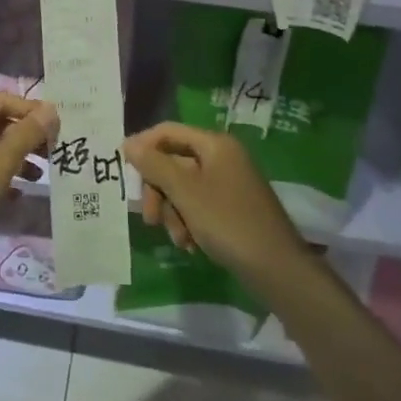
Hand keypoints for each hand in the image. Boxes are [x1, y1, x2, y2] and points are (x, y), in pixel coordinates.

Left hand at [0, 93, 56, 275]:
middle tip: (52, 151)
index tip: (56, 128)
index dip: (31, 110)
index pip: (2, 100)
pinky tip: (17, 192)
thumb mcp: (1, 163)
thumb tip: (50, 108)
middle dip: (25, 134)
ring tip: (39, 175)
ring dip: (15, 154)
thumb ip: (27, 133)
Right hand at [121, 122, 307, 289]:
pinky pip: (199, 205)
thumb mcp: (185, 192)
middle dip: (159, 191)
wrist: (277, 269)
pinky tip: (190, 244)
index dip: (143, 146)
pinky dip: (189, 222)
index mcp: (214, 144)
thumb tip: (128, 143)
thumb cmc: (228, 222)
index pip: (168, 131)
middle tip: (150, 218)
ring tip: (178, 238)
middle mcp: (222, 157)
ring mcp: (229, 183)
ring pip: (184, 188)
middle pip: (174, 162)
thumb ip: (154, 165)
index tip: (123, 170)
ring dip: (173, 212)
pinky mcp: (232, 207)